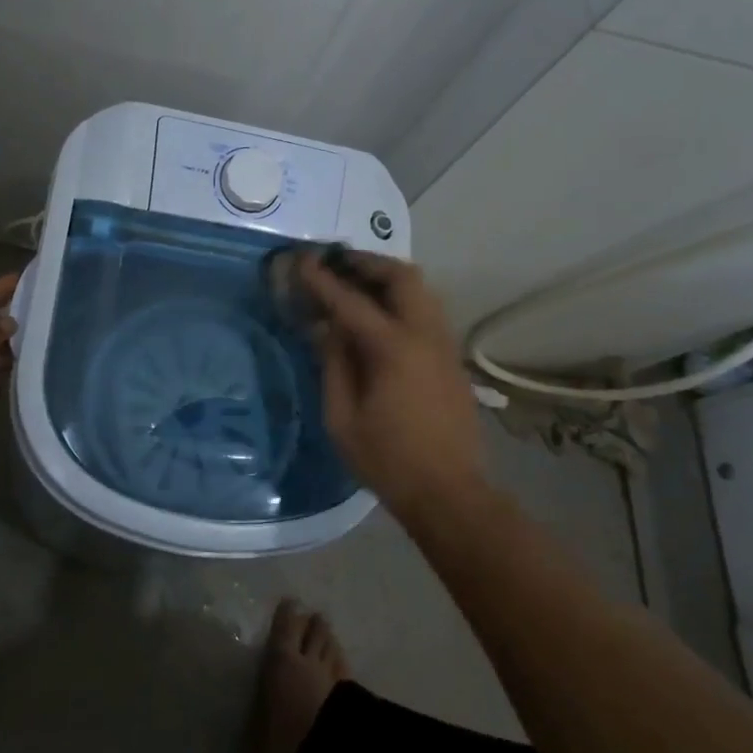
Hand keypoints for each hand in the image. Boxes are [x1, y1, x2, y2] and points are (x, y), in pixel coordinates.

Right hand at [297, 251, 488, 520]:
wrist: (449, 492)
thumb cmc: (387, 460)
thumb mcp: (342, 418)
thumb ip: (333, 364)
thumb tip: (326, 328)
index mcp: (394, 349)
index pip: (351, 301)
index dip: (322, 279)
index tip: (301, 260)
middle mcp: (425, 335)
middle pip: (402, 276)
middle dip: (367, 262)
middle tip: (336, 263)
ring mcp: (444, 344)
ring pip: (421, 289)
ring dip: (387, 277)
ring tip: (355, 283)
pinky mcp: (451, 358)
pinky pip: (426, 310)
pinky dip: (401, 298)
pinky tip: (378, 315)